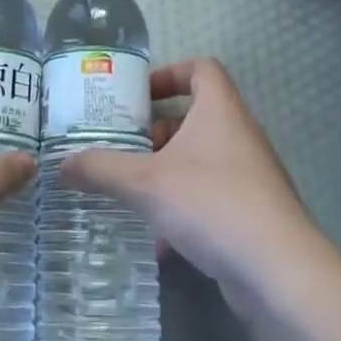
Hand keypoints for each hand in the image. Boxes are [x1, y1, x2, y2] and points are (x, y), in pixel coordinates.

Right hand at [60, 58, 333, 313]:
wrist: (279, 272)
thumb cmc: (212, 204)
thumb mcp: (145, 183)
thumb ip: (100, 170)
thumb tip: (61, 165)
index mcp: (220, 110)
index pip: (201, 68)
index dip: (168, 73)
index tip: (138, 96)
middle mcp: (240, 135)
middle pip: (195, 117)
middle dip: (156, 132)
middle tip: (123, 148)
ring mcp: (252, 176)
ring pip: (202, 161)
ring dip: (167, 172)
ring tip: (133, 193)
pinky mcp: (255, 213)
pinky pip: (212, 197)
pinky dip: (185, 208)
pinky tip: (160, 241)